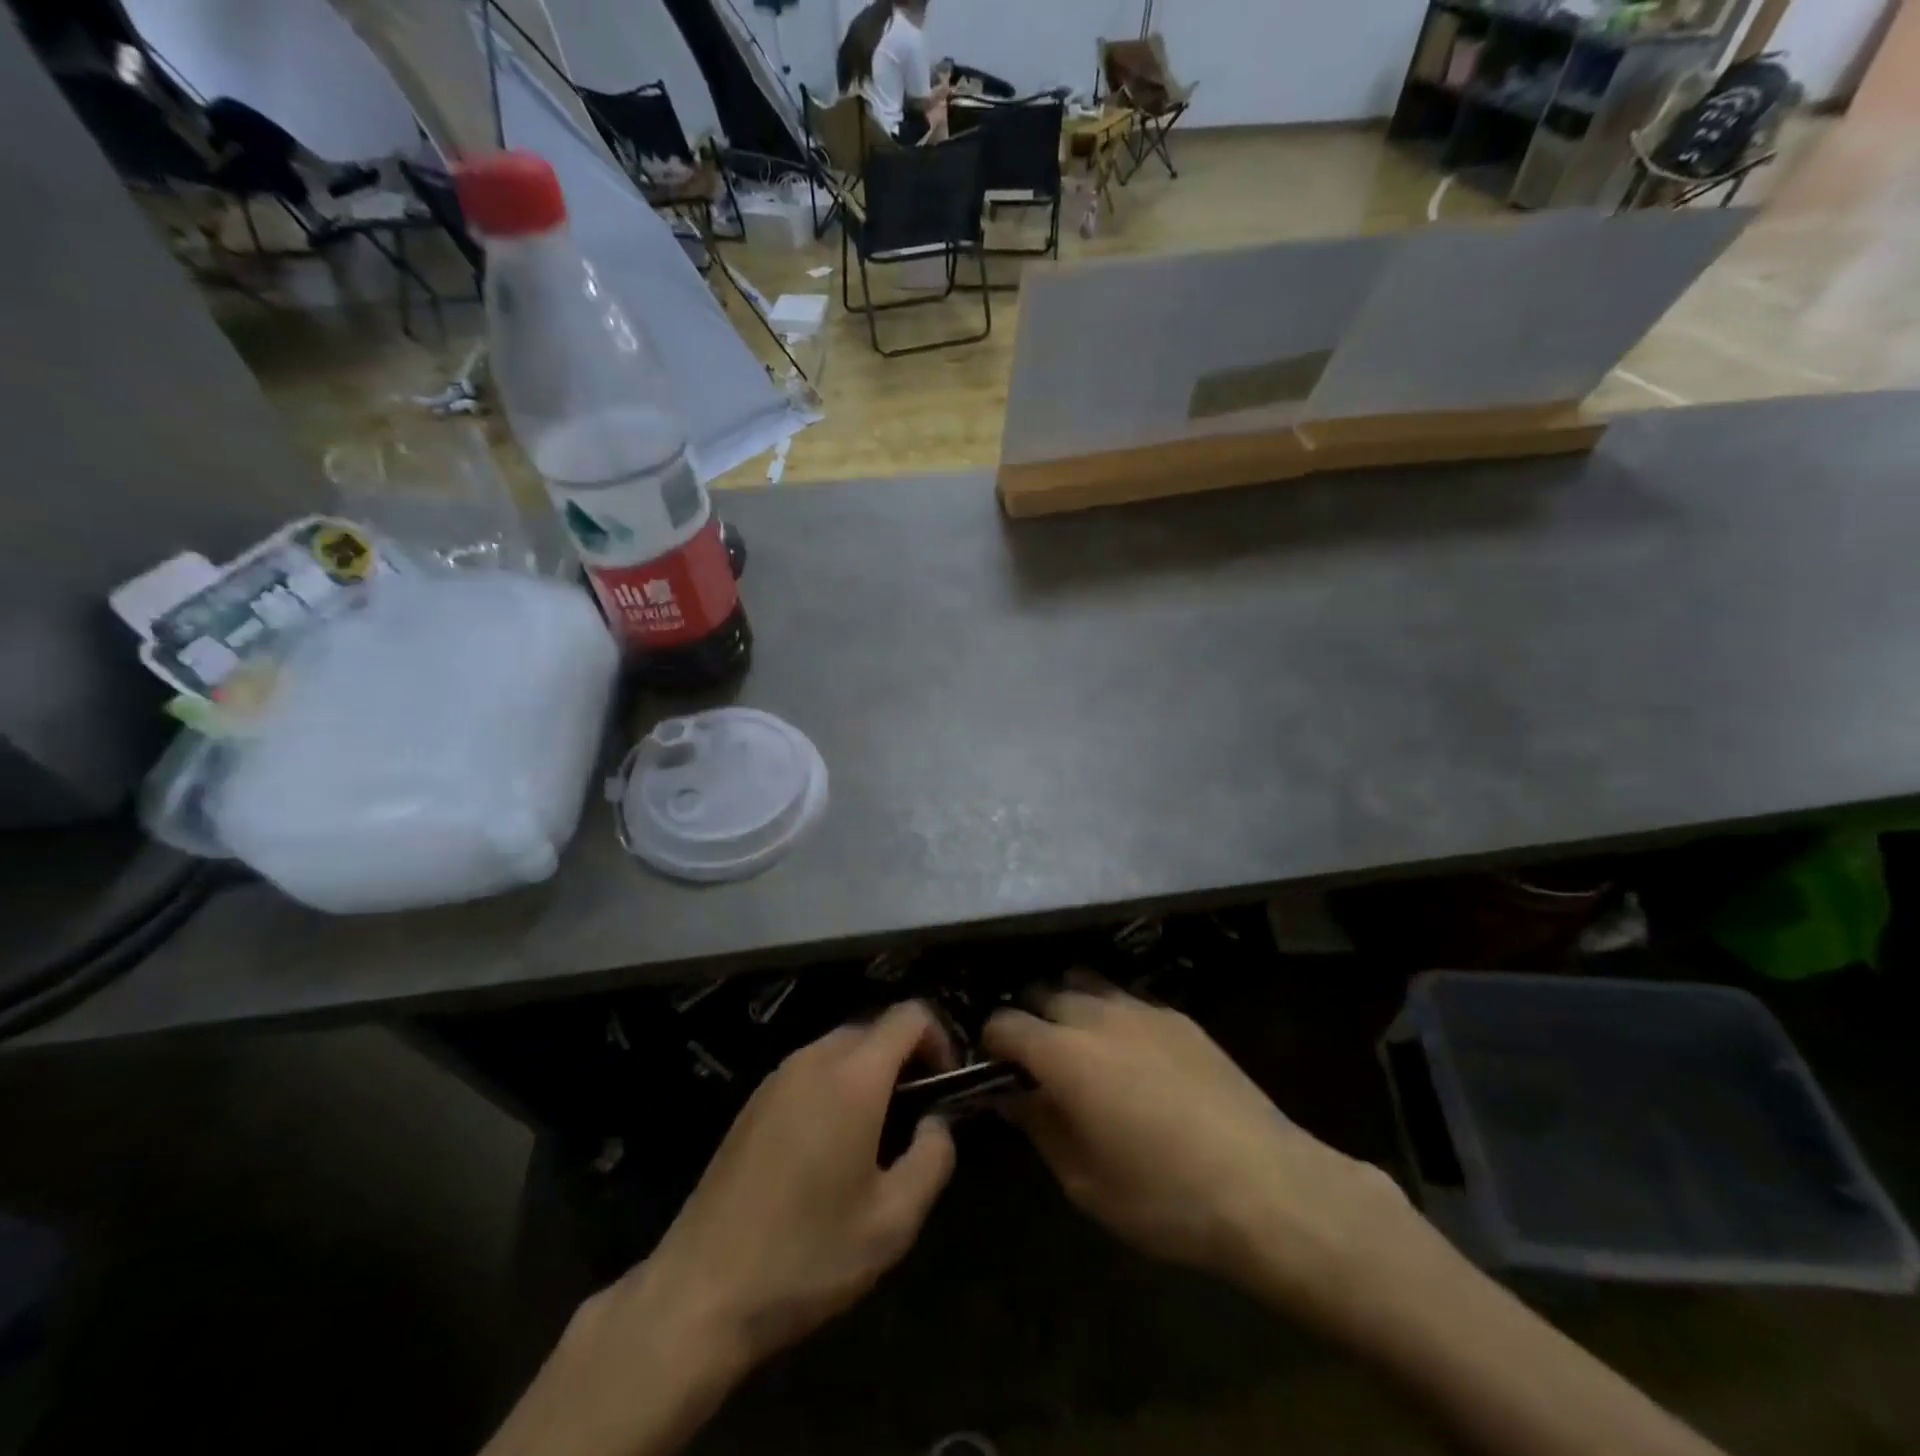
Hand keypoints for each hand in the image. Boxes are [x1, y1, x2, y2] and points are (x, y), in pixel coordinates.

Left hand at [628, 1001, 956, 1367]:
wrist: (700, 1292)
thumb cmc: (807, 1255)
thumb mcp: (893, 1221)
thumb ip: (933, 1157)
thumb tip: (936, 1122)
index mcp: (853, 1076)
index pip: (910, 1016)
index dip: (940, 1039)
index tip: (947, 1088)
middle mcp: (813, 1059)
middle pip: (875, 1028)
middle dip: (906, 1059)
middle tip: (916, 1118)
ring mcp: (777, 1077)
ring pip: (841, 1048)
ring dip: (870, 1074)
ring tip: (876, 1138)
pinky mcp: (753, 1102)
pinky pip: (810, 1071)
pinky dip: (836, 1087)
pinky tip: (829, 1149)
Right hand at [985, 979, 1418, 1322]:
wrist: (1265, 1185)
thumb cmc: (1163, 1196)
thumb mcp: (1084, 1181)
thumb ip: (1039, 1126)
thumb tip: (1012, 1095)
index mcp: (1063, 1054)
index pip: (1006, 1023)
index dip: (992, 1042)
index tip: (993, 1067)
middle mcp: (1096, 1015)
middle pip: (1044, 993)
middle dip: (1030, 1018)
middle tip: (1036, 1059)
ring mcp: (1142, 1009)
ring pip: (1086, 984)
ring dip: (1070, 1006)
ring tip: (1079, 1045)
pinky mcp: (1178, 1015)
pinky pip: (1128, 999)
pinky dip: (1112, 1014)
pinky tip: (1131, 1052)